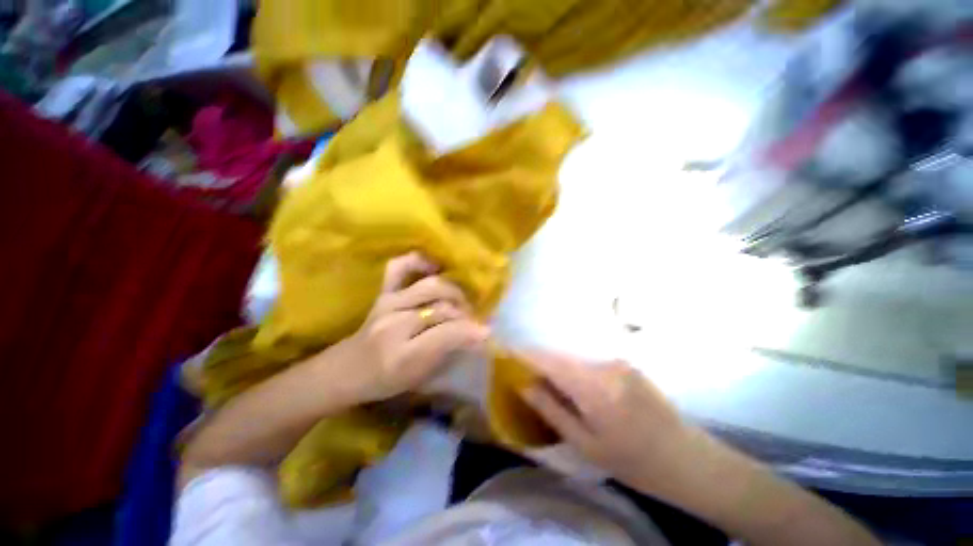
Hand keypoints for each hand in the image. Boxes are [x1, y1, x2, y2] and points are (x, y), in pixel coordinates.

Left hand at [330, 253, 489, 403]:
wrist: (345, 370)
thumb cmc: (385, 381)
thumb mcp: (420, 378)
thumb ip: (448, 354)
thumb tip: (477, 335)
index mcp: (403, 356)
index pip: (446, 335)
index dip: (471, 331)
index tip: (487, 331)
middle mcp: (394, 325)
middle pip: (441, 308)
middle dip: (463, 312)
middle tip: (472, 318)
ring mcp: (387, 304)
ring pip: (430, 287)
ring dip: (452, 292)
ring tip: (459, 300)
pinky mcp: (382, 293)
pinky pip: (400, 267)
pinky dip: (419, 261)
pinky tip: (434, 266)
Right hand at [519, 353, 698, 494]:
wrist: (687, 460)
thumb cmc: (633, 462)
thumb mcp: (585, 444)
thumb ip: (552, 410)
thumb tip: (525, 385)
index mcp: (592, 387)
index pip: (549, 361)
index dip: (526, 355)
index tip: (508, 352)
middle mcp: (604, 366)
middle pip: (561, 357)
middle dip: (541, 362)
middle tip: (527, 375)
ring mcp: (618, 363)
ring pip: (576, 360)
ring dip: (561, 369)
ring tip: (552, 386)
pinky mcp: (627, 365)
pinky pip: (591, 364)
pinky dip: (578, 372)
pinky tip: (581, 391)